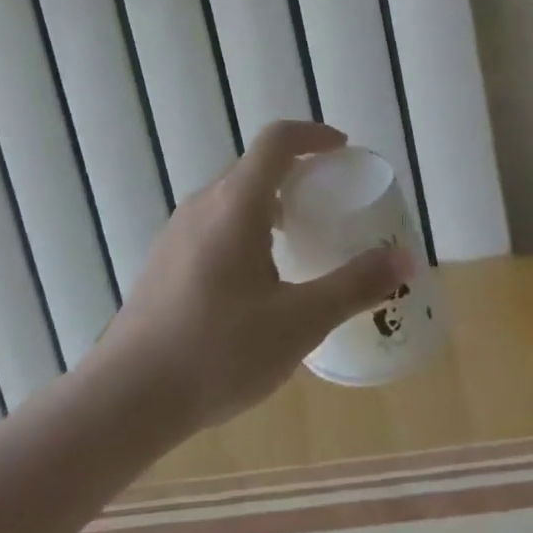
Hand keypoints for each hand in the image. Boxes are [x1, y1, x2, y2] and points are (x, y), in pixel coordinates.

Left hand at [96, 120, 412, 433]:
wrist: (126, 397)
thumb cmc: (218, 351)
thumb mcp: (299, 322)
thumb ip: (354, 286)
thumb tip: (406, 259)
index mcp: (237, 203)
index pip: (277, 139)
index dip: (313, 134)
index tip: (343, 150)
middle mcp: (205, 202)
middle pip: (256, 165)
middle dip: (297, 171)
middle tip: (330, 200)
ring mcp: (179, 229)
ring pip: (233, 195)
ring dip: (270, 200)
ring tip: (298, 239)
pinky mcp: (165, 256)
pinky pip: (214, 220)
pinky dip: (246, 224)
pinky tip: (255, 279)